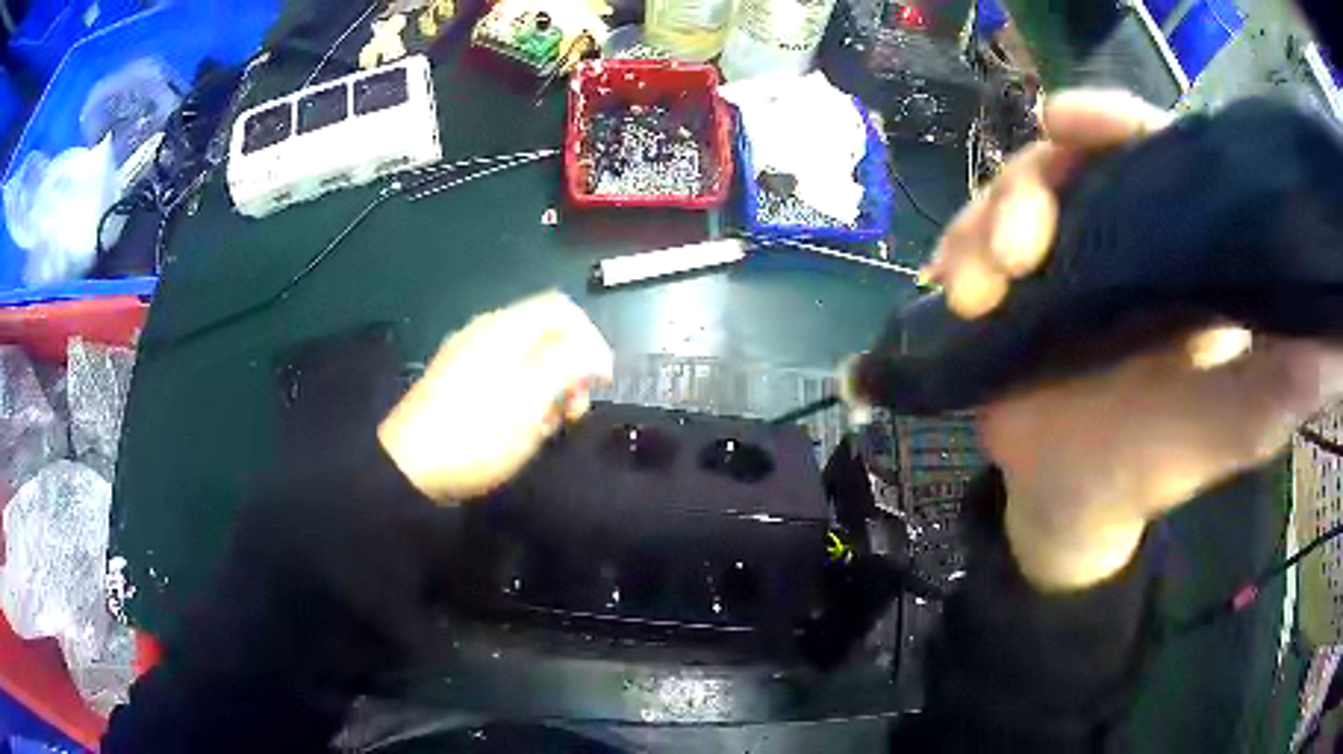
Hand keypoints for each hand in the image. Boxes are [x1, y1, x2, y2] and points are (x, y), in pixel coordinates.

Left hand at [379, 291, 612, 500]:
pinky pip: (505, 376)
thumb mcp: (531, 401)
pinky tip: (519, 428)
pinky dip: (523, 396)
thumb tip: (598, 354)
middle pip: (546, 334)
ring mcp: (468, 355)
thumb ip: (570, 366)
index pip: (563, 310)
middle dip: (570, 369)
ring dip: (548, 388)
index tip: (600, 382)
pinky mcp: (458, 380)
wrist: (409, 468)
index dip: (591, 340)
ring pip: (528, 358)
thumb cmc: (475, 435)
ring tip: (545, 427)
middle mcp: (486, 331)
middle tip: (572, 411)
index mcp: (504, 328)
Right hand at [924, 90, 1342, 589]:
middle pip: (1067, 165)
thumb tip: (1323, 348)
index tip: (1064, 119)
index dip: (1112, 123)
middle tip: (1012, 254)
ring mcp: (1064, 259)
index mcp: (1180, 254)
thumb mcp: (1224, 435)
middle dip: (1027, 191)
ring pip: (1011, 197)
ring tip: (971, 292)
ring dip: (981, 229)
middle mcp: (1122, 238)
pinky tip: (948, 287)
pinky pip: (974, 242)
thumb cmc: (1152, 471)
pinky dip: (956, 253)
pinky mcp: (1016, 288)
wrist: (1071, 509)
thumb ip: (1271, 391)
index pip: (1153, 154)